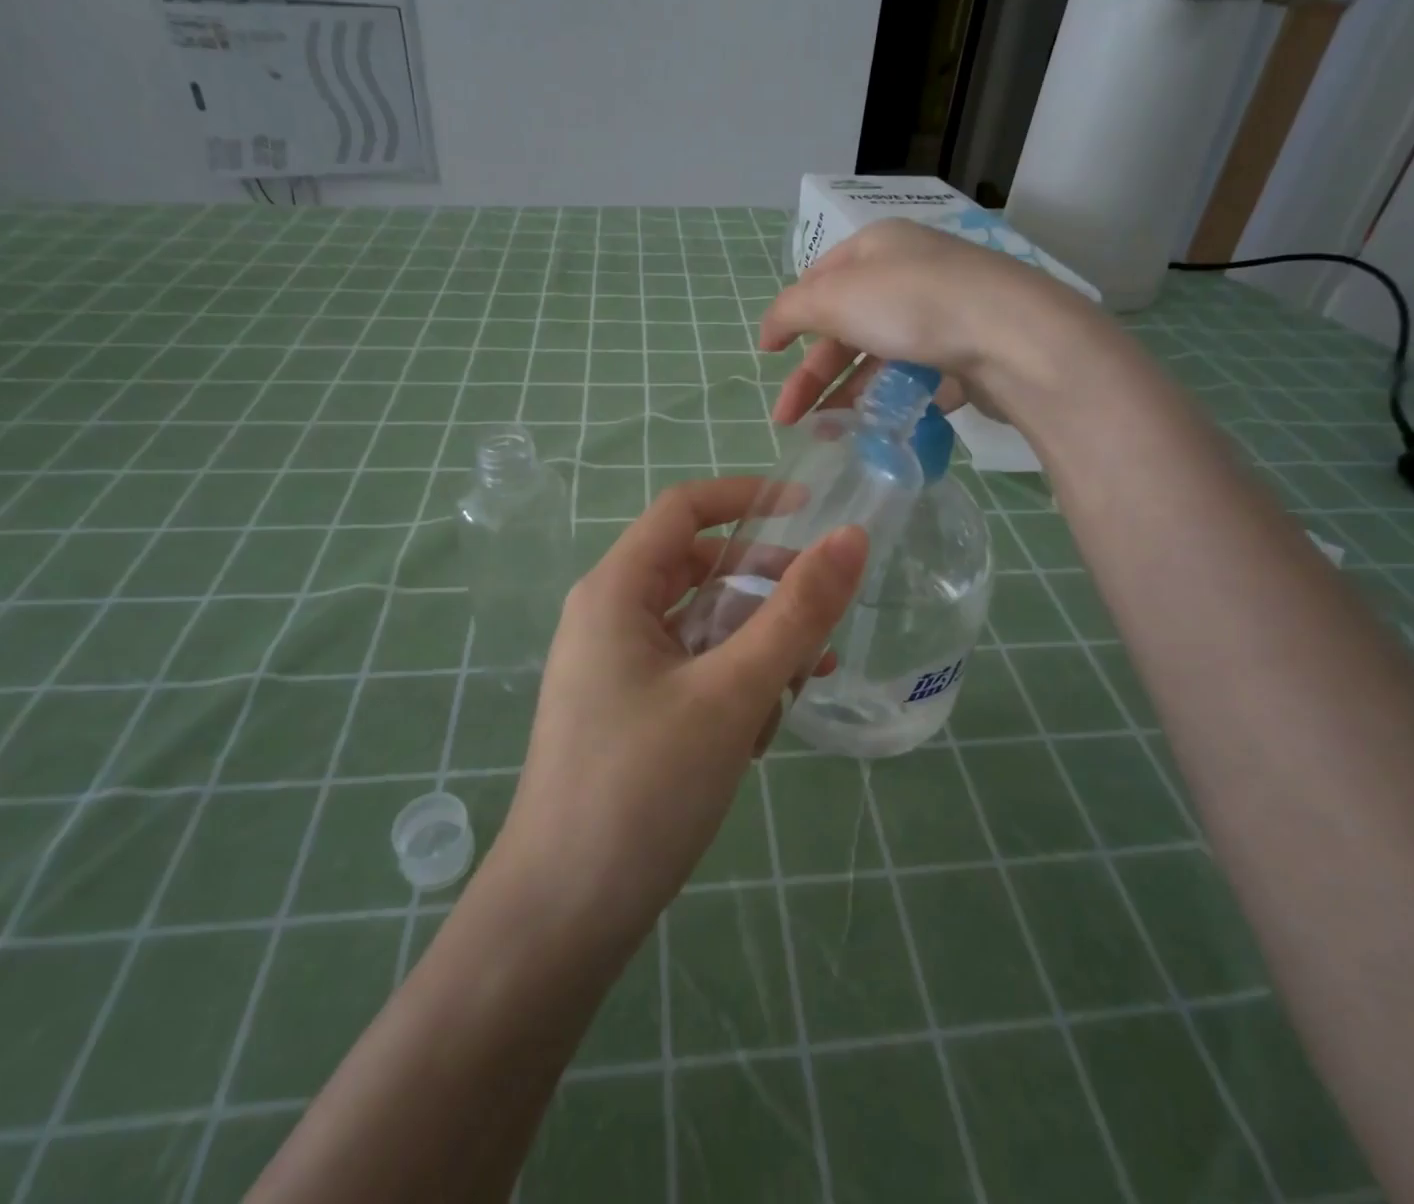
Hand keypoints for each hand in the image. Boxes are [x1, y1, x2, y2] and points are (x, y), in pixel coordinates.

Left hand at [493, 478, 866, 942]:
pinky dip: (734, 683)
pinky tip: (764, 729)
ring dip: (757, 645)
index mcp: (616, 591)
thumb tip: (852, 537)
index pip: (684, 510)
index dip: (747, 498)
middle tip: (823, 616)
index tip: (813, 512)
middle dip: (764, 587)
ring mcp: (617, 668)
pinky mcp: (630, 712)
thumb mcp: (733, 692)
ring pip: (702, 626)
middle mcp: (610, 618)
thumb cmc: (643, 787)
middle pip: (699, 570)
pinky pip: (692, 672)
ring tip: (804, 684)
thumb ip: (797, 612)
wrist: (562, 915)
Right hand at [761, 218, 1099, 423]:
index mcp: (877, 247)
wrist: (1012, 339)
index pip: (820, 279)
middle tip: (787, 419)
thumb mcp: (835, 297)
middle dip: (813, 374)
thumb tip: (767, 331)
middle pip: (846, 326)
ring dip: (848, 394)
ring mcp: (942, 315)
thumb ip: (791, 311)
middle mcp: (910, 274)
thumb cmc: (913, 305)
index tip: (767, 356)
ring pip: (880, 357)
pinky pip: (918, 378)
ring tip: (828, 433)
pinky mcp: (967, 354)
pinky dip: (891, 401)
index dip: (790, 317)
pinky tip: (875, 427)